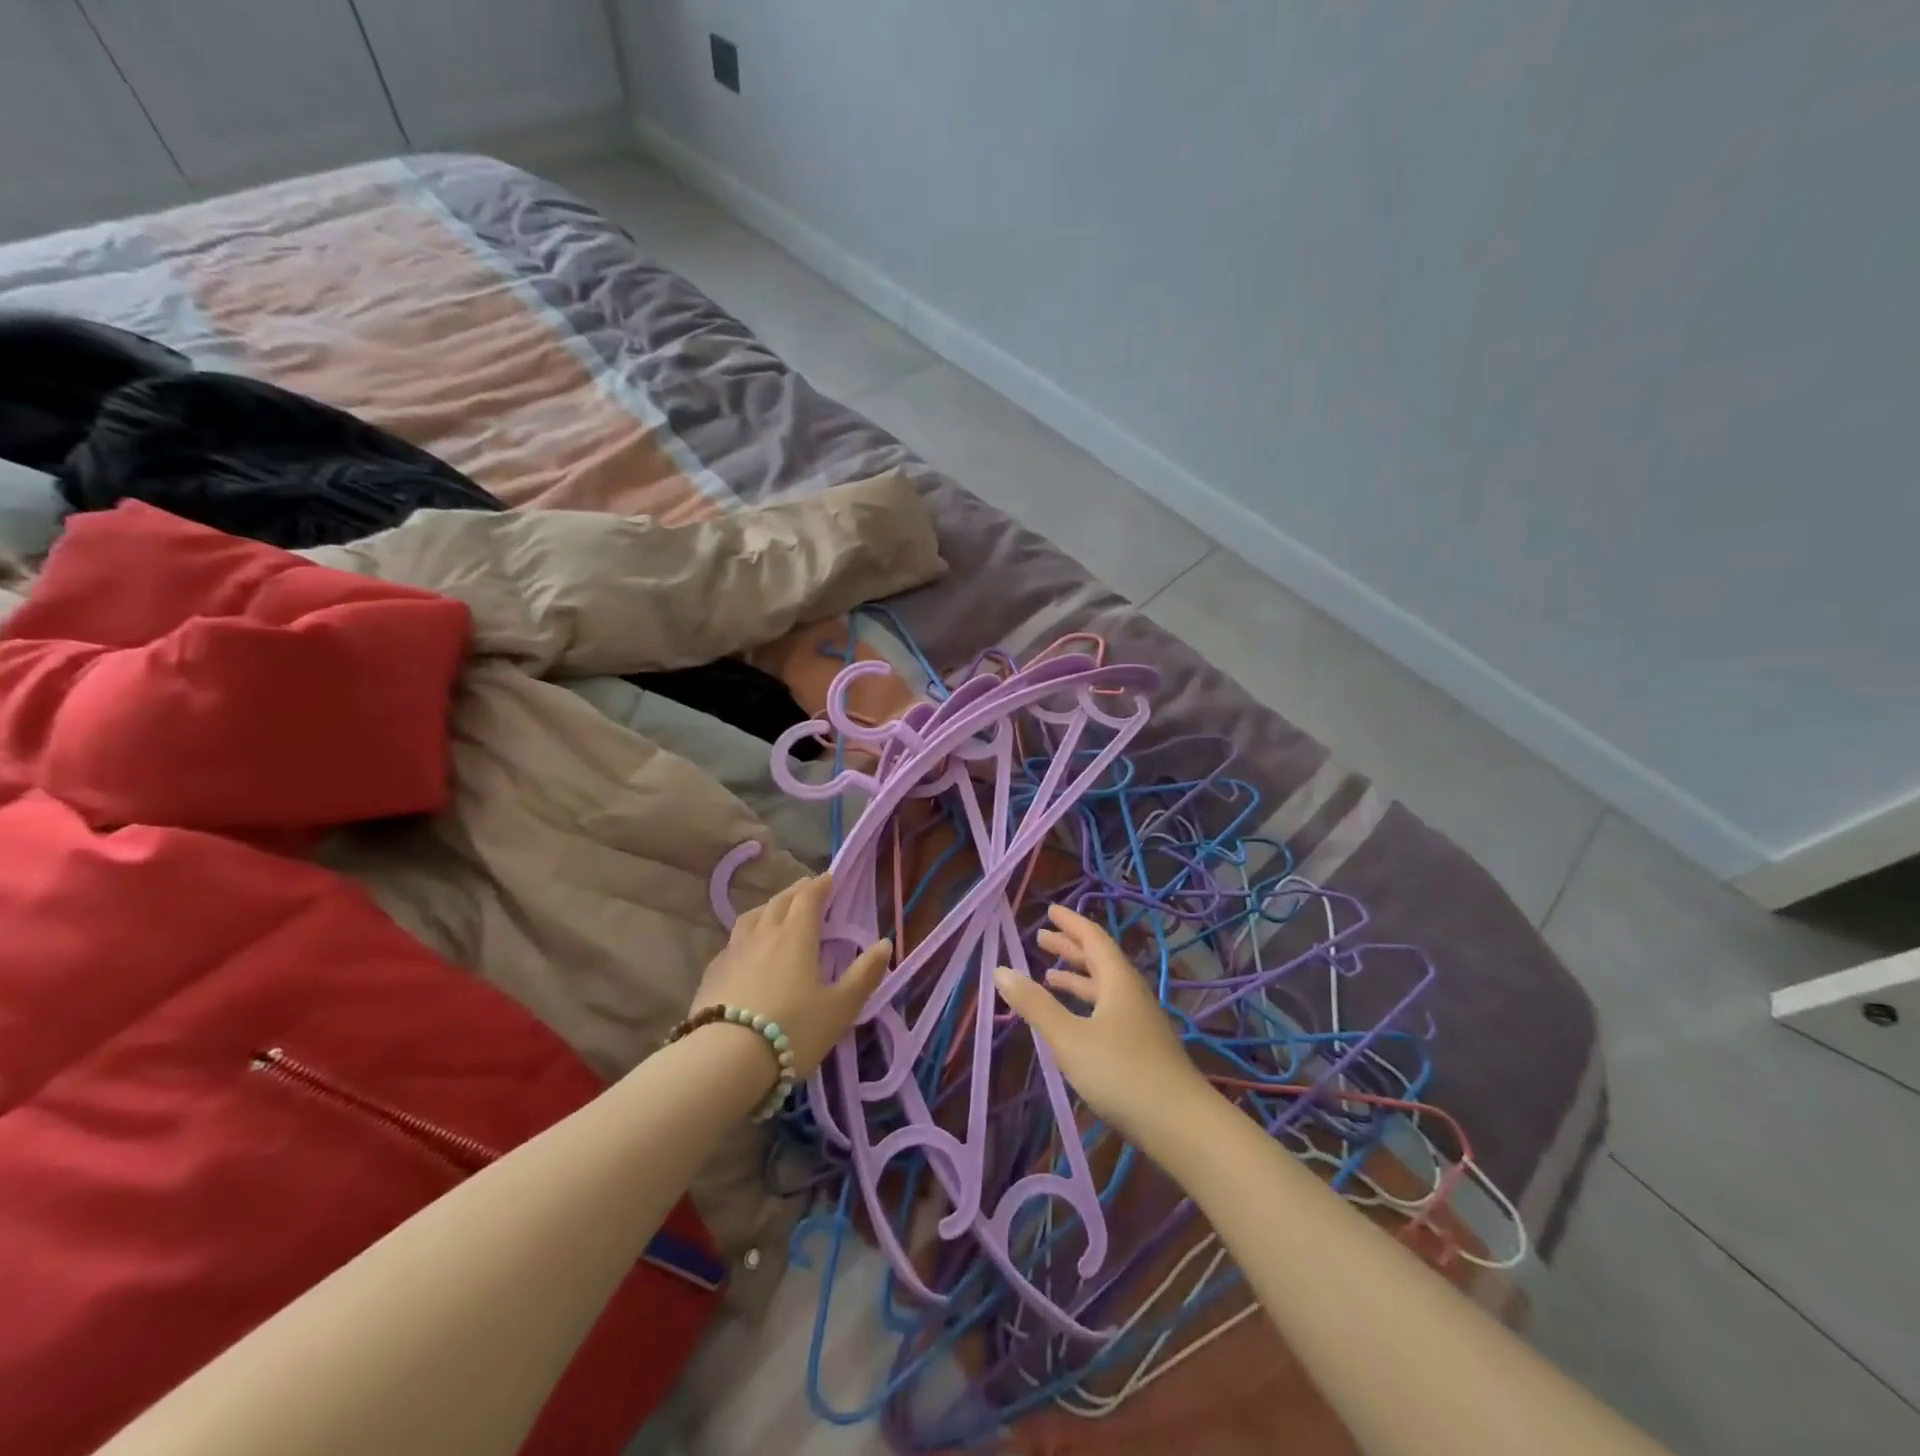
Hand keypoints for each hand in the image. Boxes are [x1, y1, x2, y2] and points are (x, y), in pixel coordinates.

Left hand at [692, 871, 890, 1077]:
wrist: (723, 1061)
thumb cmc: (791, 1030)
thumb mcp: (840, 1007)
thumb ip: (864, 974)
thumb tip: (884, 943)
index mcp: (796, 935)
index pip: (808, 898)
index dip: (820, 885)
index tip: (829, 878)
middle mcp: (763, 934)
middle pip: (778, 902)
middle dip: (795, 892)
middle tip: (806, 890)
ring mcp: (732, 953)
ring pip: (751, 918)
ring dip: (767, 909)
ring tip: (775, 913)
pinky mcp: (711, 975)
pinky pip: (732, 943)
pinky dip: (746, 937)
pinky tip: (745, 952)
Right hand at [993, 904, 1207, 1142]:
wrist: (1181, 1125)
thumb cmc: (1121, 1073)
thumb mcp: (1069, 1038)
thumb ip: (1035, 1005)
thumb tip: (1001, 970)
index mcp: (1118, 981)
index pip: (1093, 938)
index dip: (1071, 923)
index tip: (1051, 911)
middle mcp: (1131, 994)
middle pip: (1099, 961)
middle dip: (1070, 948)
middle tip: (1041, 939)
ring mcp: (1139, 1022)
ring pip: (1104, 988)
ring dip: (1077, 978)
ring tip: (1049, 976)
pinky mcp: (1142, 1048)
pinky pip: (1108, 1010)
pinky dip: (1086, 1004)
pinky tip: (1074, 1020)